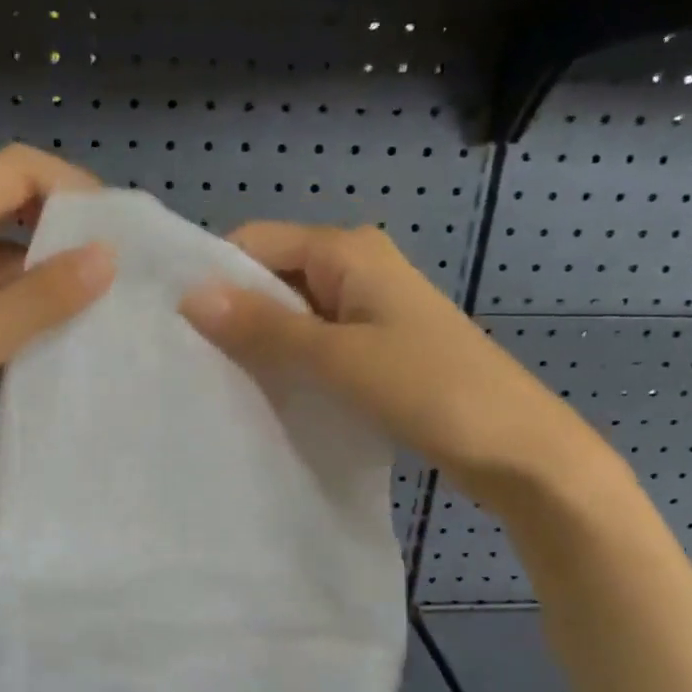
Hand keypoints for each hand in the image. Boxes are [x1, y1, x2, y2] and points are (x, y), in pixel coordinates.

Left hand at [0, 145, 114, 523]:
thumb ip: (39, 299)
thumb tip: (106, 256)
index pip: (12, 171)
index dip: (69, 185)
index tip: (115, 228)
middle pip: (9, 208)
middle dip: (65, 227)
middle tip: (119, 266)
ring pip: (4, 260)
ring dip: (50, 273)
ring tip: (104, 303)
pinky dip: (28, 309)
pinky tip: (62, 335)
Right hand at [180, 222, 616, 514]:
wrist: (517, 448)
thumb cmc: (431, 390)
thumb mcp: (338, 357)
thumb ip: (264, 327)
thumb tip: (190, 296)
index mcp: (349, 250)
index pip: (256, 242)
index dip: (215, 276)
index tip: (174, 324)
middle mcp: (357, 268)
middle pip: (273, 276)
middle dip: (234, 312)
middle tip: (188, 360)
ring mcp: (369, 310)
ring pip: (294, 314)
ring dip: (260, 342)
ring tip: (216, 380)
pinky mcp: (376, 348)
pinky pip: (316, 343)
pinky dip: (289, 362)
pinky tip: (264, 393)